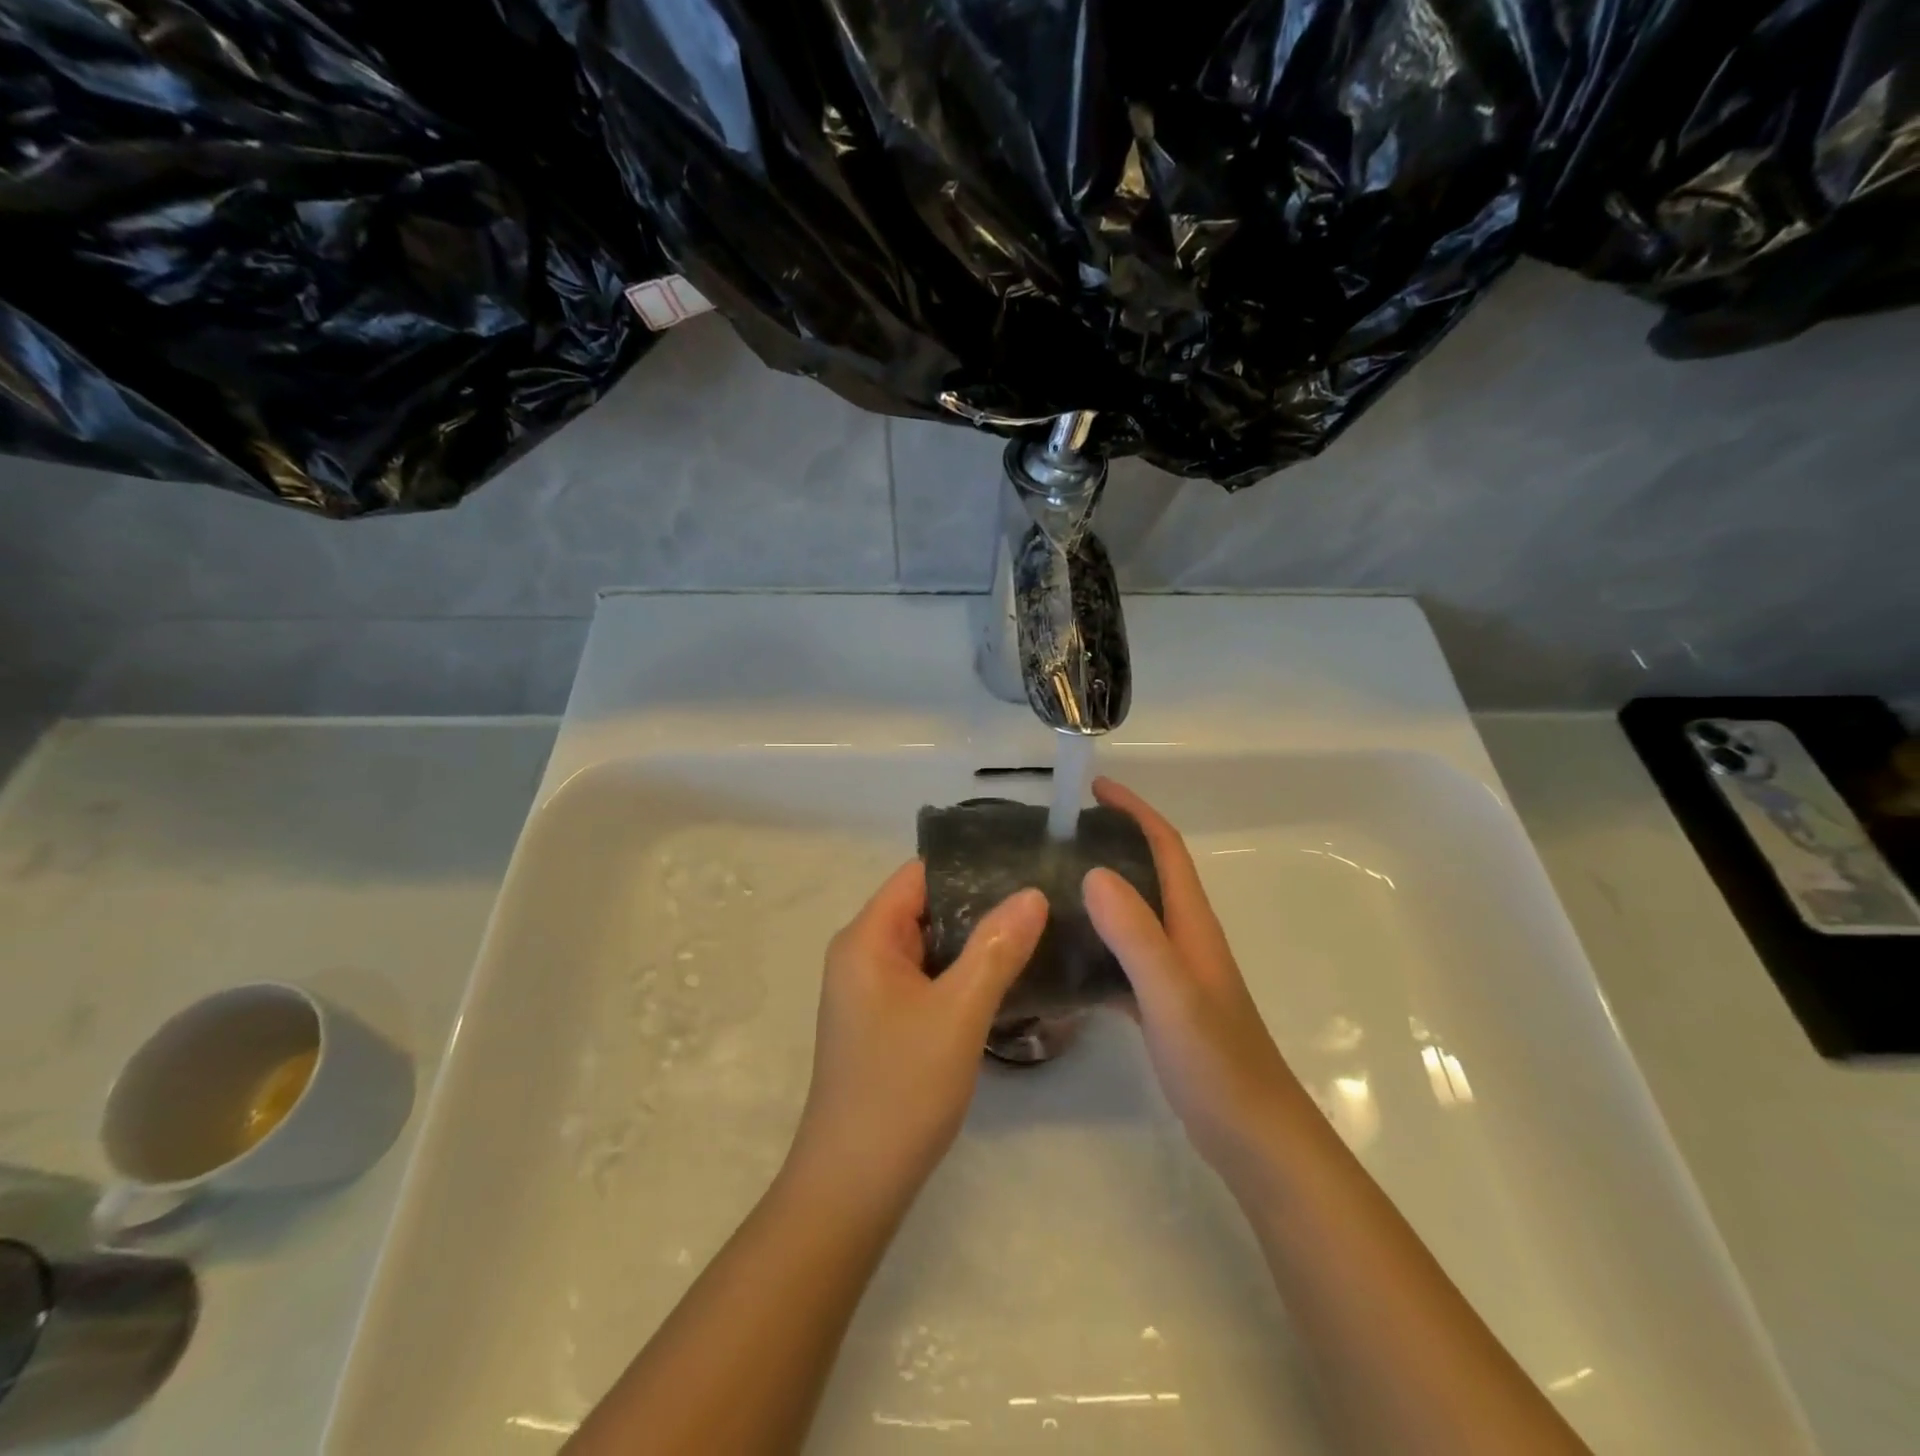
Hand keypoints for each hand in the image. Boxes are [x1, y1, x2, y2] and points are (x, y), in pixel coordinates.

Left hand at [791, 862, 1047, 1201]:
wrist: (853, 1187)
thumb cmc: (901, 1090)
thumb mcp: (958, 1013)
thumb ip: (996, 948)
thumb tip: (1032, 893)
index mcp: (867, 938)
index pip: (920, 875)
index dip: (970, 865)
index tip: (1025, 864)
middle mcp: (862, 954)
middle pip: (926, 907)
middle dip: (981, 902)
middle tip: (1045, 900)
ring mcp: (872, 990)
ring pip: (931, 945)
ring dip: (975, 941)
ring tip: (1038, 932)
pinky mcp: (885, 1021)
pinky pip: (928, 978)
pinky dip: (963, 973)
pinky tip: (1007, 979)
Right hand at [1083, 778, 1313, 1185]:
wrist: (1256, 1138)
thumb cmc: (1217, 1062)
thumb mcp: (1171, 994)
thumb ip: (1135, 934)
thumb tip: (1092, 872)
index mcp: (1191, 923)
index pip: (1165, 847)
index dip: (1134, 811)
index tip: (1095, 788)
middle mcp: (1185, 938)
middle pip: (1148, 873)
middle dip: (1111, 842)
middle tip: (1057, 838)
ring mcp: (1176, 972)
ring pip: (1134, 915)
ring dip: (1100, 892)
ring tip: (1049, 887)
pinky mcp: (1164, 1004)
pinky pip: (1123, 957)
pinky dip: (1096, 944)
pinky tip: (1063, 959)